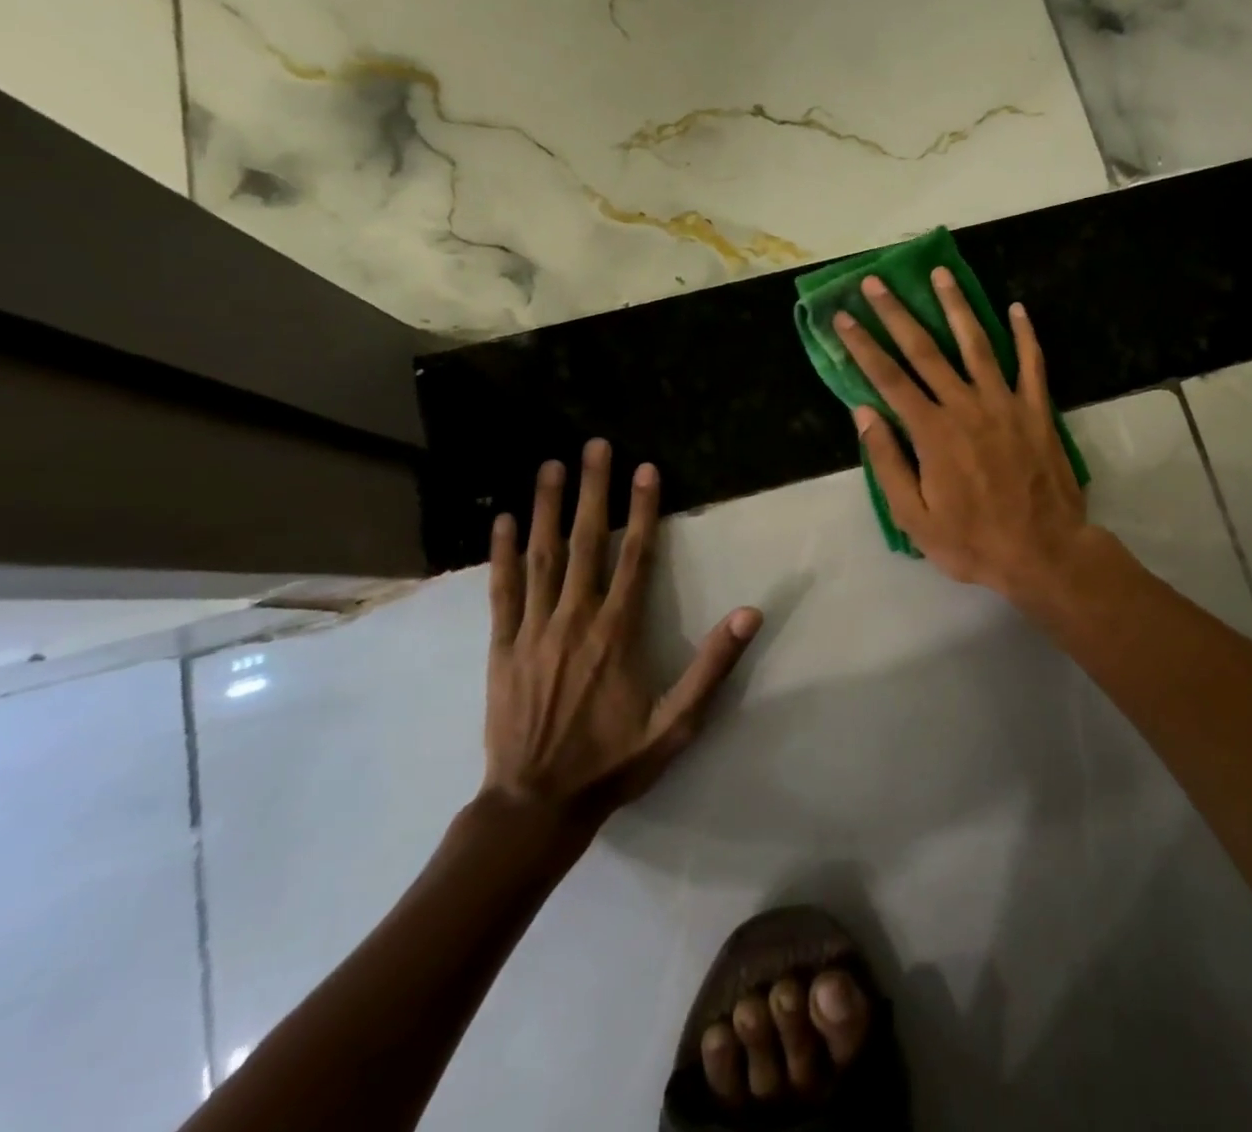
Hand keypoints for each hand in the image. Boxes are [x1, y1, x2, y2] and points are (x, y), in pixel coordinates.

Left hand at [482, 441, 761, 823]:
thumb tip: (750, 613)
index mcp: (617, 632)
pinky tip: (504, 520)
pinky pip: (502, 591)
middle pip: (585, 542)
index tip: (646, 469)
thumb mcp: (677, 723)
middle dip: (592, 490)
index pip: (635, 556)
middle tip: (594, 446)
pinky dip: (501, 553)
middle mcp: (574, 619)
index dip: (642, 510)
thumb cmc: (613, 762)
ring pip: (540, 557)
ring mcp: (533, 630)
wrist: (535, 807)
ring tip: (550, 465)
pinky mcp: (502, 647)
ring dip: (546, 507)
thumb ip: (712, 666)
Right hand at [836, 268, 1096, 603]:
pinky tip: (1016, 307)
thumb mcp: (915, 517)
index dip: (863, 346)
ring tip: (941, 273)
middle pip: (925, 349)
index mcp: (932, 432)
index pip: (888, 378)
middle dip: (897, 313)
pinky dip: (1025, 334)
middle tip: (877, 282)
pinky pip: (1031, 363)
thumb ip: (887, 463)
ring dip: (956, 306)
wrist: (1044, 552)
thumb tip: (864, 413)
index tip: (843, 317)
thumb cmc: (973, 541)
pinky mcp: (1037, 410)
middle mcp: (965, 405)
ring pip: (976, 343)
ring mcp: (1005, 403)